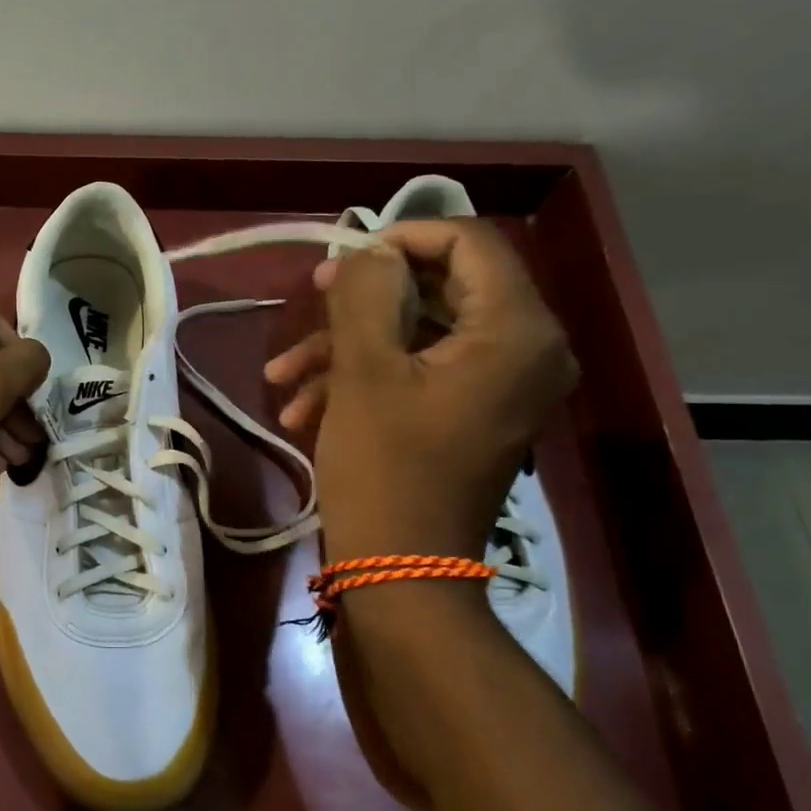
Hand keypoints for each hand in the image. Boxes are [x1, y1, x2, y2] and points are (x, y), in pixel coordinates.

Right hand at [264, 219, 576, 561]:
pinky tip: (303, 410)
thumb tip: (367, 253)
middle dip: (362, 301)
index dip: (401, 237)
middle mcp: (527, 350)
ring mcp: (501, 386)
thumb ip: (365, 293)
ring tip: (283, 378)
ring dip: (349, 348)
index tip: (341, 259)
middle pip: (441, 289)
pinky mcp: (475, 414)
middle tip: (306, 306)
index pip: (470, 243)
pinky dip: (366, 380)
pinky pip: (422, 373)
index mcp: (517, 330)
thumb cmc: (385, 468)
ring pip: (420, 336)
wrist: (401, 572)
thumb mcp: (364, 372)